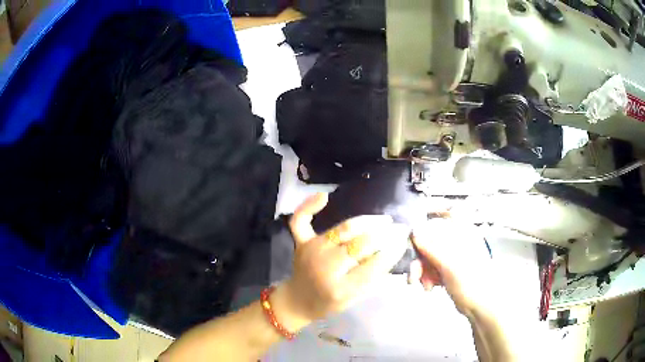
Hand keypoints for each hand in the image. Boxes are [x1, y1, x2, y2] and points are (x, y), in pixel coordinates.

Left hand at [272, 193, 408, 331]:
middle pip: (361, 244)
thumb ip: (373, 278)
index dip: (392, 251)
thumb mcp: (355, 299)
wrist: (298, 301)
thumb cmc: (329, 303)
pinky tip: (324, 197)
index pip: (373, 265)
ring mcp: (311, 251)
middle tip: (399, 228)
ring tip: (384, 220)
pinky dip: (309, 205)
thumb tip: (392, 251)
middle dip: (385, 234)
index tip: (404, 241)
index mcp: (340, 289)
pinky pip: (301, 220)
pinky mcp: (300, 242)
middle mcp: (325, 267)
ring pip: (343, 228)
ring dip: (368, 221)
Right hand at [409, 220, 495, 315]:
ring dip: (422, 270)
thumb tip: (414, 232)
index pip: (441, 219)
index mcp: (463, 234)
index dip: (425, 226)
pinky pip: (432, 267)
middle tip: (414, 274)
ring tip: (424, 284)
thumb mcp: (450, 265)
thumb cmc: (471, 283)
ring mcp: (453, 256)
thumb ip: (431, 247)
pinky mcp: (449, 269)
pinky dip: (427, 276)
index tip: (412, 240)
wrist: (481, 306)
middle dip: (420, 258)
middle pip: (431, 240)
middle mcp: (457, 241)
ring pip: (429, 255)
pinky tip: (429, 286)